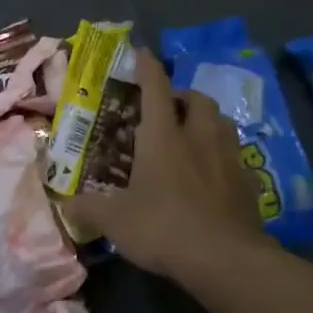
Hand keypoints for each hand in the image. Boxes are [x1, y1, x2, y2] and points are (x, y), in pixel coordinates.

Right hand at [62, 47, 270, 283]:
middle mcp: (199, 138)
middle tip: (167, 109)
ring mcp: (229, 159)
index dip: (147, 66)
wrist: (226, 260)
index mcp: (163, 136)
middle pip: (197, 100)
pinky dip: (222, 154)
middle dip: (182, 96)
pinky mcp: (248, 184)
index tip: (141, 52)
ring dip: (206, 120)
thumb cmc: (163, 227)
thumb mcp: (114, 220)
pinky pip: (235, 155)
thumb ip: (88, 207)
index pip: (155, 88)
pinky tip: (212, 173)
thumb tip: (64, 202)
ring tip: (192, 135)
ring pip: (222, 122)